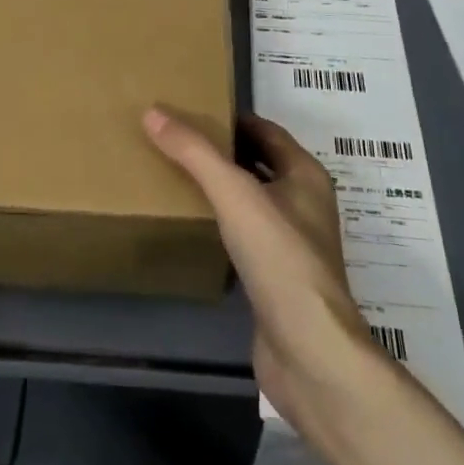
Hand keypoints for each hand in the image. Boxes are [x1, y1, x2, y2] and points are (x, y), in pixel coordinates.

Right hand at [143, 106, 381, 431]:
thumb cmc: (280, 259)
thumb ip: (194, 153)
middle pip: (259, 163)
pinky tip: (193, 226)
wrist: (310, 354)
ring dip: (221, 188)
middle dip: (222, 151)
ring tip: (176, 177)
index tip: (191, 110)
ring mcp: (292, 244)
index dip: (231, 118)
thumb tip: (153, 112)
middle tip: (176, 140)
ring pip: (252, 201)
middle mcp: (304, 204)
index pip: (265, 130)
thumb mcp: (234, 194)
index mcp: (305, 175)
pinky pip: (245, 237)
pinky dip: (222, 225)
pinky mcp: (277, 279)